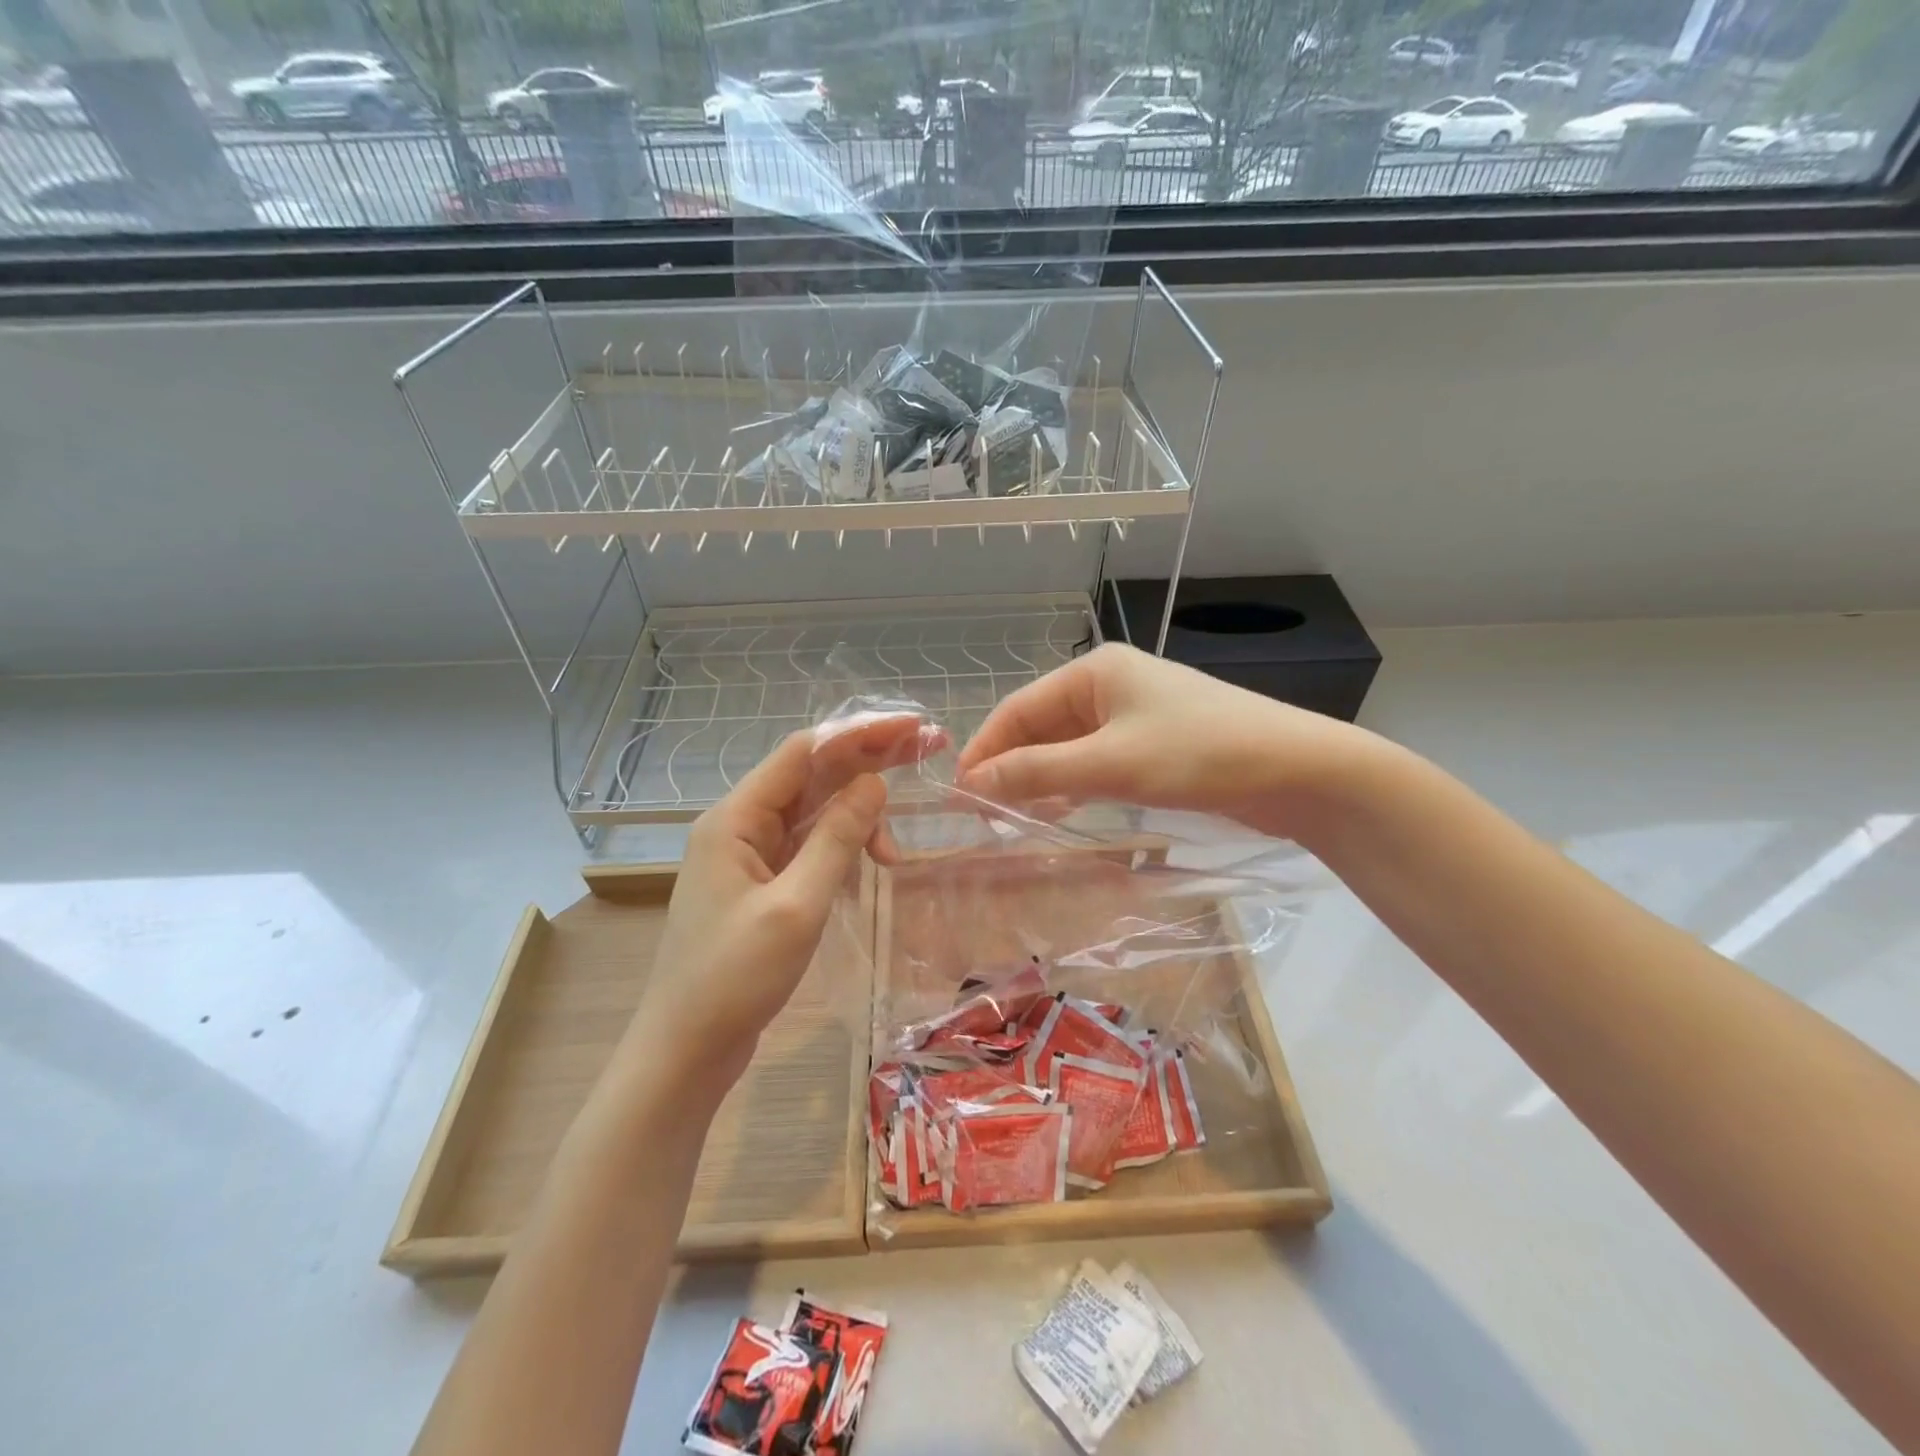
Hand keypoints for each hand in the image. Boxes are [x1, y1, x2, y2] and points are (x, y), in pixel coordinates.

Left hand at [624, 718, 932, 1096]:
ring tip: (894, 851)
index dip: (860, 733)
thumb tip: (875, 782)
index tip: (912, 728)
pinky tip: (868, 865)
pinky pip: (808, 848)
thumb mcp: (796, 905)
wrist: (685, 1051)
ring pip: (813, 814)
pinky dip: (841, 849)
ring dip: (857, 818)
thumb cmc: (735, 977)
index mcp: (735, 818)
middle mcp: (740, 825)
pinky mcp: (761, 885)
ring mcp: (749, 856)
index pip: (804, 752)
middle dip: (868, 762)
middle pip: (811, 776)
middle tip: (927, 750)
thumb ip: (836, 838)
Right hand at [955, 643, 1376, 843]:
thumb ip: (1036, 772)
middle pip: (1042, 725)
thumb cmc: (1198, 754)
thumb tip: (971, 784)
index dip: (985, 749)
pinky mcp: (1157, 742)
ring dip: (1040, 777)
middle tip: (982, 813)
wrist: (1298, 770)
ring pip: (1069, 745)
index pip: (1019, 708)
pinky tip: (1060, 809)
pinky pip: (1098, 759)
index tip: (958, 793)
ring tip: (1011, 816)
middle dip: (1011, 765)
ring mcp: (1136, 713)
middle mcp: (1110, 683)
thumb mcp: (1109, 764)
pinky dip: (1074, 782)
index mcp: (1094, 671)